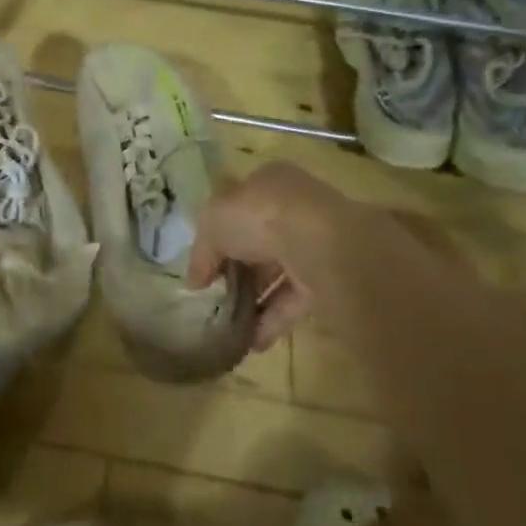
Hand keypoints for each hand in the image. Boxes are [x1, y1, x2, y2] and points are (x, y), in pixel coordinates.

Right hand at [185, 161, 351, 351]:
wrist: (320, 243)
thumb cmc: (259, 216)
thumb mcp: (213, 224)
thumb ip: (202, 252)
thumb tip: (194, 280)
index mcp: (268, 183)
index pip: (239, 207)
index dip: (219, 235)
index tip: (205, 265)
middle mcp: (295, 208)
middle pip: (259, 242)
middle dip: (238, 271)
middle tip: (216, 297)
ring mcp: (315, 243)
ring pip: (279, 273)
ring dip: (255, 300)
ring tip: (230, 328)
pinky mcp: (331, 277)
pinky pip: (296, 299)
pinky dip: (274, 320)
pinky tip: (252, 342)